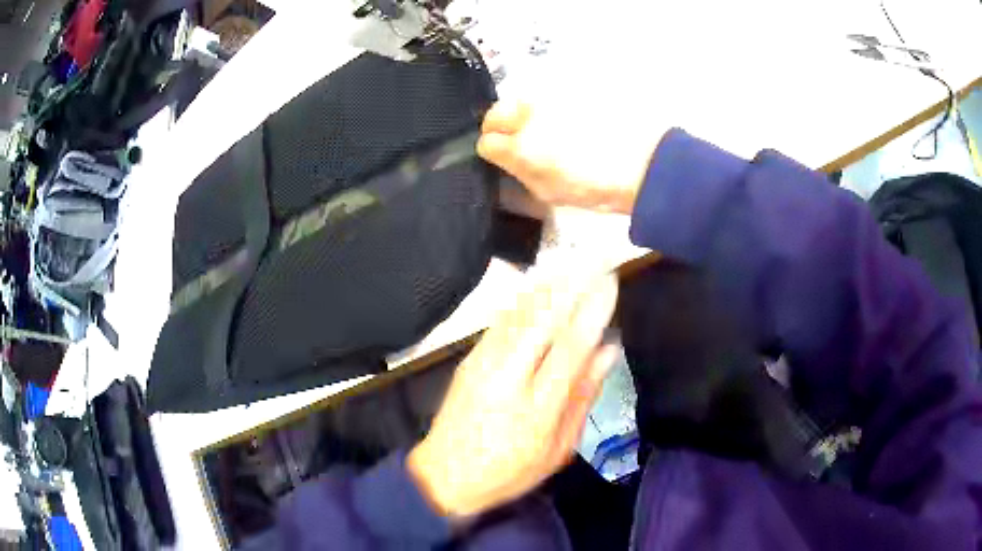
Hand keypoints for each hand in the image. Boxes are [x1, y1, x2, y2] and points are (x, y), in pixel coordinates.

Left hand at [407, 275, 619, 518]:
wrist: (444, 475)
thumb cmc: (508, 471)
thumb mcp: (557, 449)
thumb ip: (583, 398)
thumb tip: (607, 351)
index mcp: (536, 407)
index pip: (570, 347)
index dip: (592, 311)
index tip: (611, 283)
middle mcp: (507, 377)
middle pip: (542, 319)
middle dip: (570, 285)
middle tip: (594, 259)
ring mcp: (482, 364)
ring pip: (518, 313)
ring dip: (547, 285)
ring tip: (571, 262)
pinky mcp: (468, 359)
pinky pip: (500, 320)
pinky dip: (522, 298)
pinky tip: (538, 285)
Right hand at [477, 100, 665, 214]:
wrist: (645, 163)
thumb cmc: (598, 186)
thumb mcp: (550, 192)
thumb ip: (519, 172)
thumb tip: (503, 156)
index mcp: (523, 147)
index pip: (487, 141)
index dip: (494, 150)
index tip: (504, 155)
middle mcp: (530, 113)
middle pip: (496, 112)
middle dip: (502, 125)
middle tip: (520, 140)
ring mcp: (549, 95)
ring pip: (521, 100)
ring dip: (525, 113)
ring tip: (549, 129)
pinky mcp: (570, 86)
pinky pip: (547, 93)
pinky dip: (550, 105)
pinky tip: (569, 119)